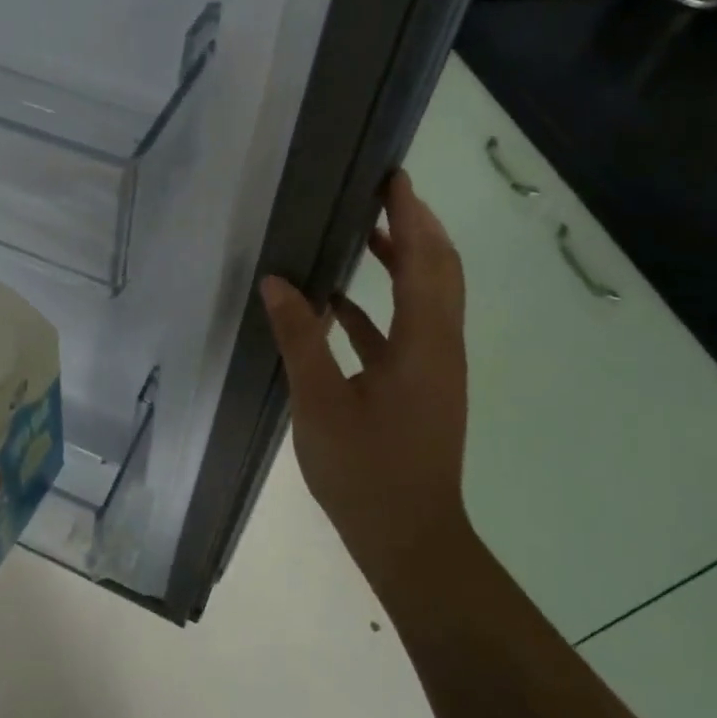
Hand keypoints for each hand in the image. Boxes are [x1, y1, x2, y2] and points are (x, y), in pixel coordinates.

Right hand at [260, 169, 471, 595]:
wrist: (410, 540)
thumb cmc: (366, 472)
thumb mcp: (320, 403)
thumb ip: (300, 338)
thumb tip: (277, 282)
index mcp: (423, 343)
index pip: (424, 261)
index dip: (411, 216)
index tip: (394, 177)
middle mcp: (439, 347)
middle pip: (439, 271)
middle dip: (415, 227)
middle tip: (381, 193)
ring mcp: (434, 369)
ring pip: (426, 299)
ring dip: (402, 263)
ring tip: (362, 233)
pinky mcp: (422, 388)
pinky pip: (406, 331)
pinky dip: (381, 307)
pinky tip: (339, 304)